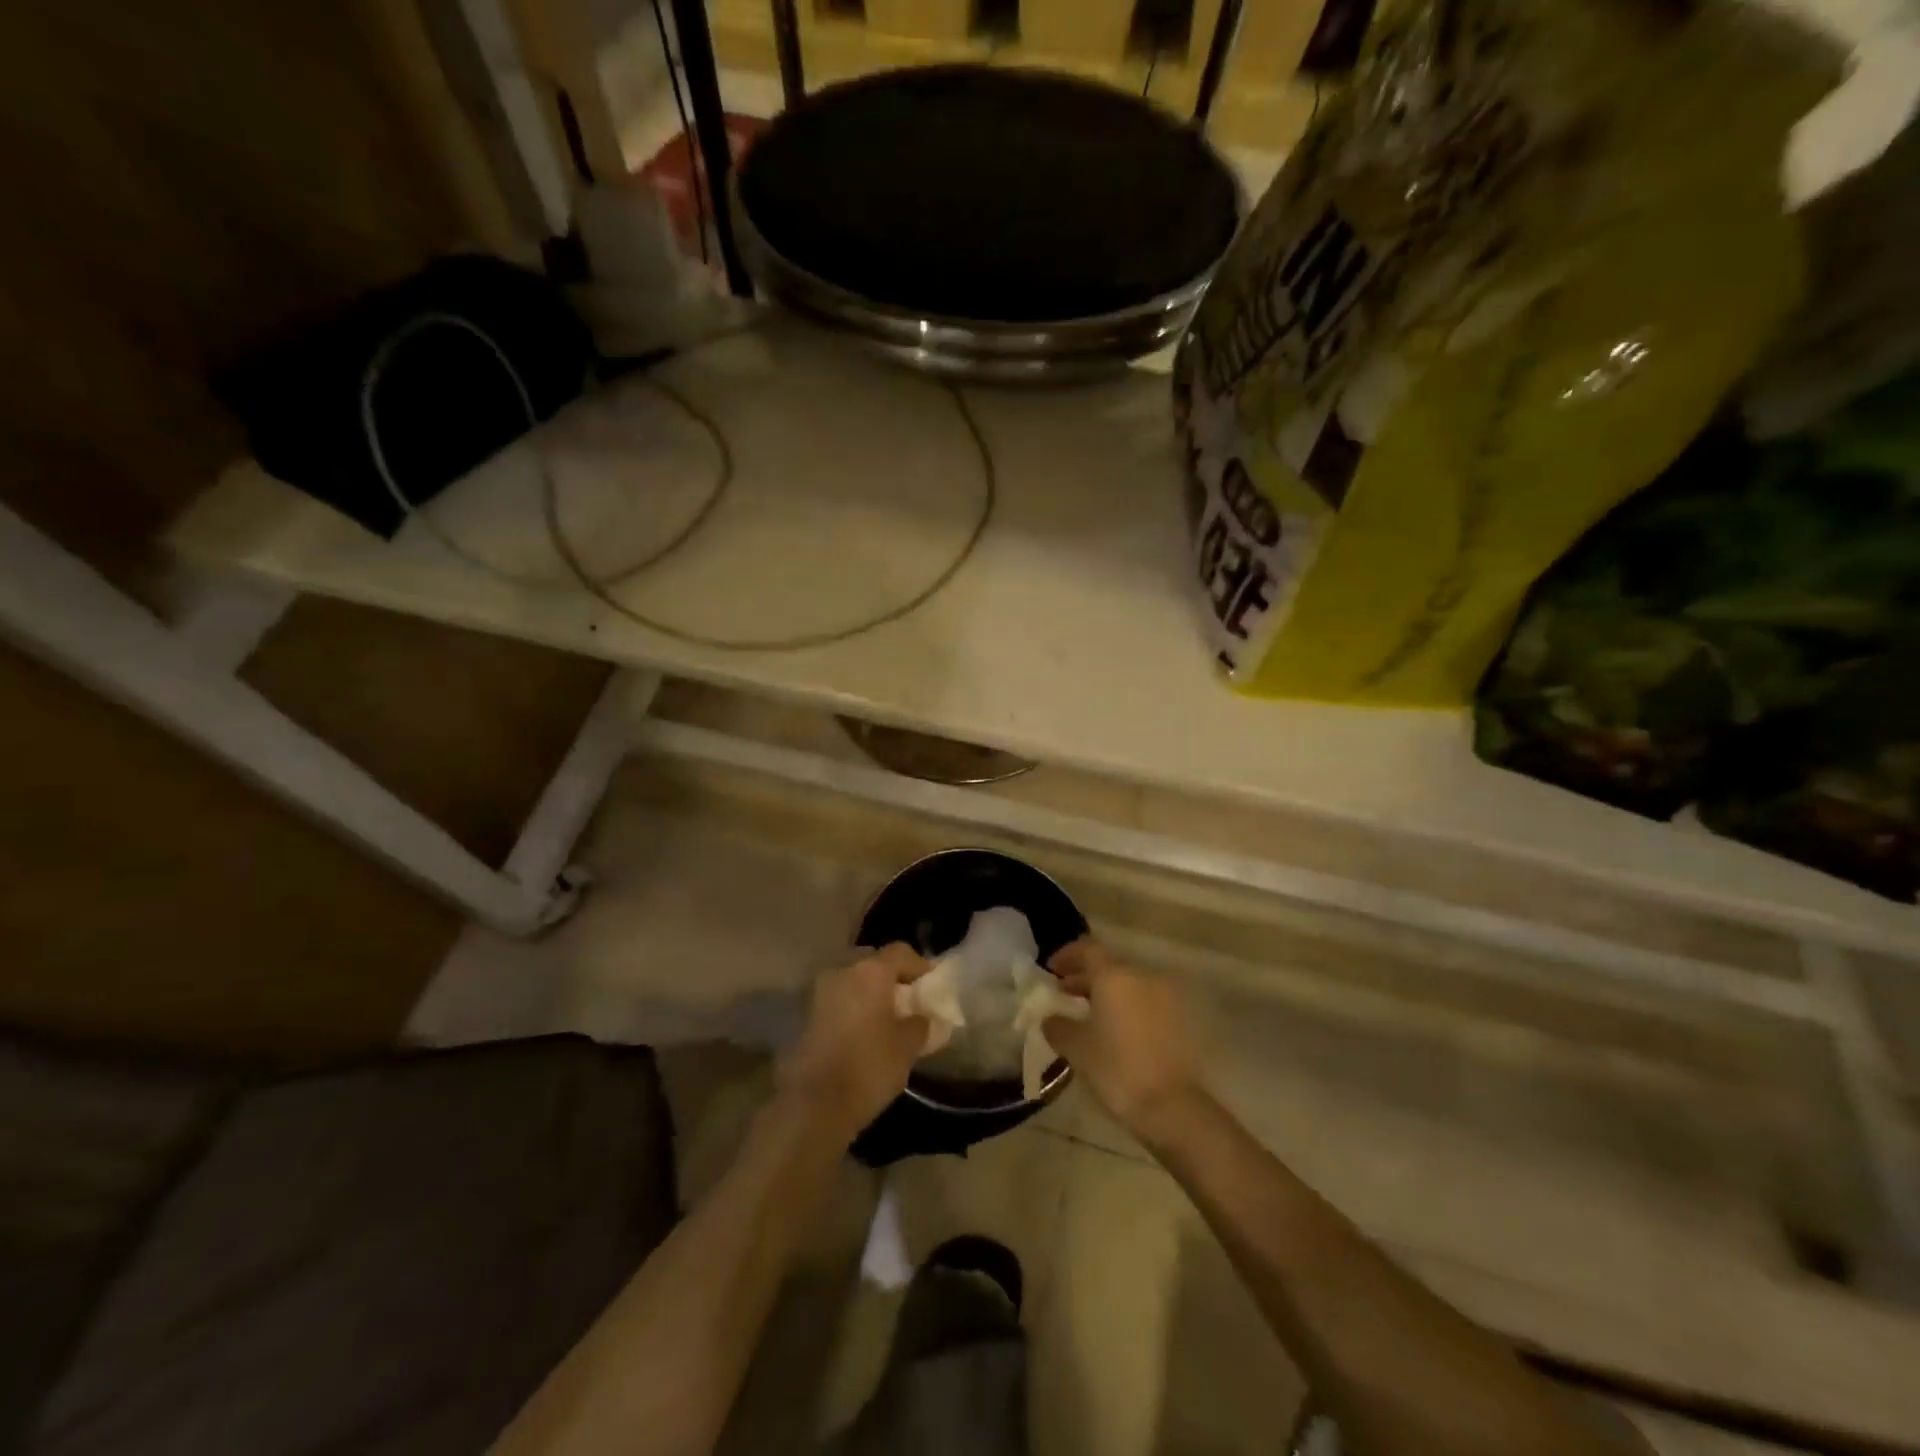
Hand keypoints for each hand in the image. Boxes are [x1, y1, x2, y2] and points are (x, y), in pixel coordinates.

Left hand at [779, 943, 929, 1140]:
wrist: (814, 1105)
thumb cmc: (868, 1067)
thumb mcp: (907, 1047)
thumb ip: (919, 1024)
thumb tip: (921, 1018)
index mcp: (870, 971)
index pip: (900, 952)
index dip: (919, 965)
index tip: (930, 984)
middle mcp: (842, 971)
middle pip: (872, 962)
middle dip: (890, 977)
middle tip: (905, 1000)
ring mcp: (819, 991)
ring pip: (851, 980)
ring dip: (867, 992)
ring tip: (883, 1018)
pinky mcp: (804, 1014)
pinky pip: (836, 1000)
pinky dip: (850, 1008)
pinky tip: (861, 1032)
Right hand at [1044, 939, 1201, 1142]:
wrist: (1171, 1106)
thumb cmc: (1117, 1070)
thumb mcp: (1077, 1048)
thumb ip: (1058, 1026)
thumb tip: (1050, 1018)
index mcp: (1114, 976)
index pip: (1087, 949)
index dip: (1067, 956)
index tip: (1052, 970)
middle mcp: (1141, 977)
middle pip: (1108, 966)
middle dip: (1084, 977)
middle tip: (1064, 994)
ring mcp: (1164, 996)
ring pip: (1128, 984)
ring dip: (1106, 992)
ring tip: (1087, 1014)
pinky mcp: (1178, 1018)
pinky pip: (1144, 1001)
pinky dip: (1126, 1006)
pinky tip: (1114, 1029)